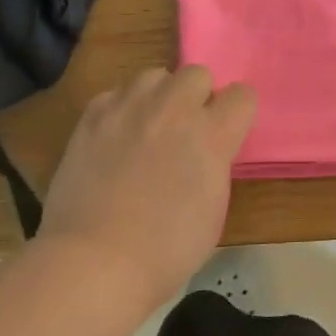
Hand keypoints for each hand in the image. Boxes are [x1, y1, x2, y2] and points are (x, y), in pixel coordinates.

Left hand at [39, 65, 255, 308]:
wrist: (95, 262)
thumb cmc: (167, 250)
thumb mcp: (214, 207)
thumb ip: (215, 163)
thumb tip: (207, 150)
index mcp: (211, 135)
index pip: (242, 94)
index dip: (237, 114)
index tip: (228, 134)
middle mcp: (173, 110)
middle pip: (197, 73)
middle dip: (198, 97)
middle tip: (186, 131)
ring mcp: (128, 109)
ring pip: (154, 75)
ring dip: (159, 97)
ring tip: (150, 128)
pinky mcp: (92, 118)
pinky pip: (115, 94)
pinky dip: (121, 110)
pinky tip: (116, 138)